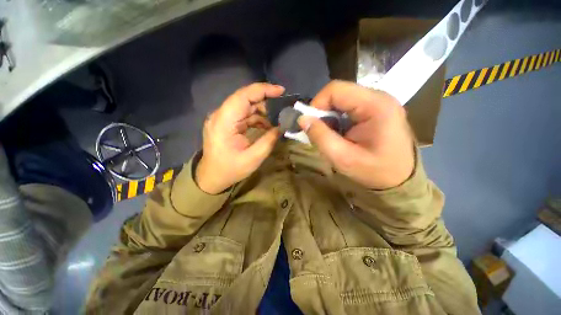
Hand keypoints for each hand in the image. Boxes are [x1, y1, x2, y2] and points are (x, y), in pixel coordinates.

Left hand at [195, 83, 284, 193]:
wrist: (212, 177)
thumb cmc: (230, 170)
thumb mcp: (253, 158)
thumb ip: (269, 140)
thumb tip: (281, 127)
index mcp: (224, 121)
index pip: (243, 96)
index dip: (263, 90)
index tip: (281, 91)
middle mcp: (221, 115)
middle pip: (245, 99)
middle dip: (266, 102)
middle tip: (282, 109)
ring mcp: (223, 118)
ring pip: (246, 107)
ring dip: (262, 112)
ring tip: (276, 121)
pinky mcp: (227, 123)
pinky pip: (244, 115)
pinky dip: (257, 119)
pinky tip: (266, 127)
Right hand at [298, 80, 414, 189]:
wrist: (401, 180)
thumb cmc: (375, 172)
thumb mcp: (343, 158)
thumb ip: (321, 137)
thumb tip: (302, 119)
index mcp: (376, 105)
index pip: (336, 89)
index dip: (317, 104)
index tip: (309, 123)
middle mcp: (379, 97)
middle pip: (339, 93)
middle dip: (322, 111)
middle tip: (317, 132)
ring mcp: (378, 102)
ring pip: (342, 100)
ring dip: (329, 116)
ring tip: (329, 135)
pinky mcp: (376, 109)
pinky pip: (348, 107)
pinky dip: (337, 119)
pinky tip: (339, 134)